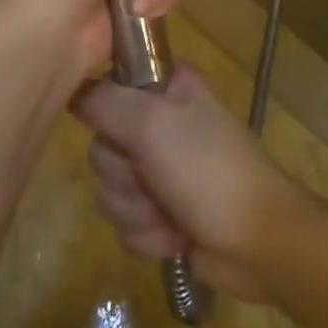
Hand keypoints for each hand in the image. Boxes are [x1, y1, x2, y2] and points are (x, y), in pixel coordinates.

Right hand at [72, 66, 311, 302]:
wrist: (260, 244)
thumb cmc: (209, 170)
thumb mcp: (151, 123)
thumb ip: (102, 101)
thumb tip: (68, 90)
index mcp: (165, 87)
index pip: (107, 83)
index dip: (104, 111)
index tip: (119, 130)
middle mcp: (158, 122)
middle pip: (101, 144)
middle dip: (123, 175)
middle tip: (152, 178)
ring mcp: (159, 169)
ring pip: (108, 188)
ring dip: (135, 210)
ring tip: (168, 214)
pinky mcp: (159, 213)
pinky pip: (123, 222)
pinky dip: (145, 234)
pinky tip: (173, 237)